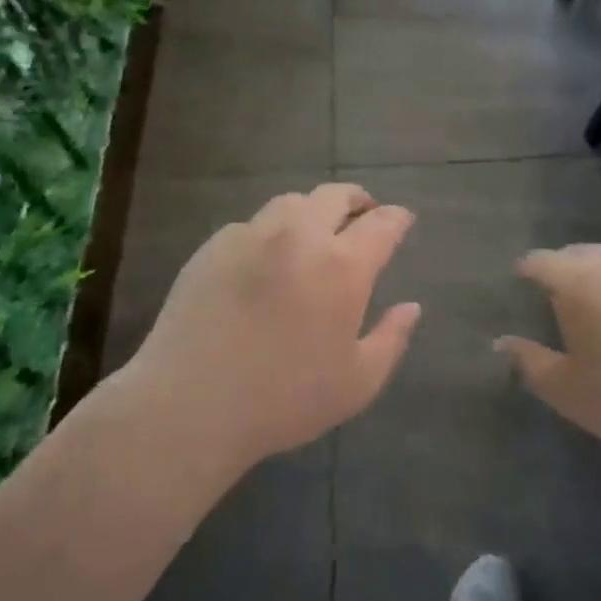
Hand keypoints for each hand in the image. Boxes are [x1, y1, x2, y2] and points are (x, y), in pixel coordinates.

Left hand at [130, 184, 420, 468]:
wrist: (190, 404)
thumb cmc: (283, 399)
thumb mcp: (357, 383)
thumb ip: (392, 339)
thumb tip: (411, 307)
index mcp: (342, 266)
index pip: (382, 224)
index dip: (397, 218)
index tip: (402, 220)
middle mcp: (299, 236)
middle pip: (335, 196)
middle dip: (357, 200)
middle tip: (363, 215)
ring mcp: (252, 235)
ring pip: (292, 202)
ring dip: (314, 210)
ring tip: (315, 232)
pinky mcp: (214, 246)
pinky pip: (253, 225)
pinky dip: (272, 232)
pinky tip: (267, 259)